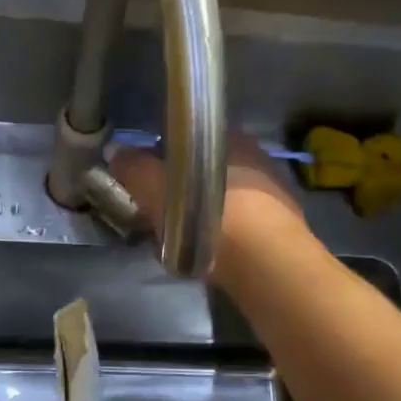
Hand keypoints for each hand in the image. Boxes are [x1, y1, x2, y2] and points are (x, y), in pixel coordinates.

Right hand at [110, 136, 305, 272]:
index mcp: (230, 138)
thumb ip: (135, 168)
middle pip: (209, 168)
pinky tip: (212, 250)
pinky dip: (226, 233)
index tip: (150, 178)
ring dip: (206, 211)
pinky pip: (243, 224)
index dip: (167, 156)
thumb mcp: (157, 189)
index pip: (192, 138)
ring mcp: (274, 192)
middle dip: (187, 185)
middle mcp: (256, 157)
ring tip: (184, 236)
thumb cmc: (208, 215)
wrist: (264, 262)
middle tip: (163, 210)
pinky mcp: (283, 227)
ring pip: (227, 196)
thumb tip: (116, 152)